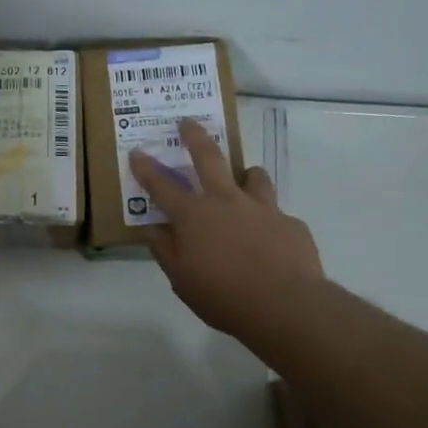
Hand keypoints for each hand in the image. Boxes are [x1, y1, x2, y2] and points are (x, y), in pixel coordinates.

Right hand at [129, 118, 325, 350]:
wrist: (285, 305)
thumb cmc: (222, 295)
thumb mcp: (181, 280)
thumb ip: (166, 251)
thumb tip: (153, 229)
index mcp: (194, 216)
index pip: (162, 185)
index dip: (147, 168)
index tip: (137, 152)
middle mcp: (226, 202)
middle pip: (209, 158)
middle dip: (195, 137)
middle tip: (188, 122)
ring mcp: (262, 208)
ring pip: (253, 176)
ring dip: (245, 174)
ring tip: (244, 179)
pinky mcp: (290, 223)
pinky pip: (276, 213)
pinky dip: (268, 220)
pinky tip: (270, 239)